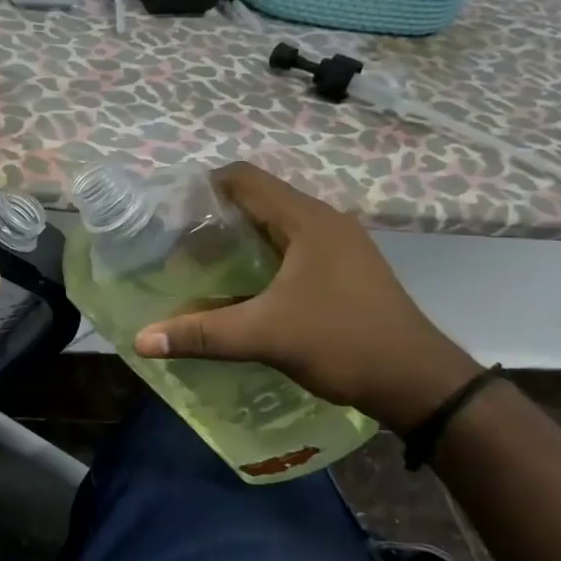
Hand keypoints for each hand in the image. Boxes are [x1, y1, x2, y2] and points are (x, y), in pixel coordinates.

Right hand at [132, 163, 479, 430]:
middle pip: (258, 200)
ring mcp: (338, 246)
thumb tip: (141, 339)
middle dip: (214, 218)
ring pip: (275, 227)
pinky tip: (240, 288)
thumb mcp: (265, 336)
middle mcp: (324, 222)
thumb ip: (201, 333)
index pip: (244, 178)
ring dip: (238, 240)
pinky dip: (260, 259)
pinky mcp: (343, 271)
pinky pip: (291, 249)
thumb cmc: (343, 343)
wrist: (419, 382)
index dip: (203, 188)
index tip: (168, 212)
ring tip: (199, 265)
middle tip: (175, 243)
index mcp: (307, 220)